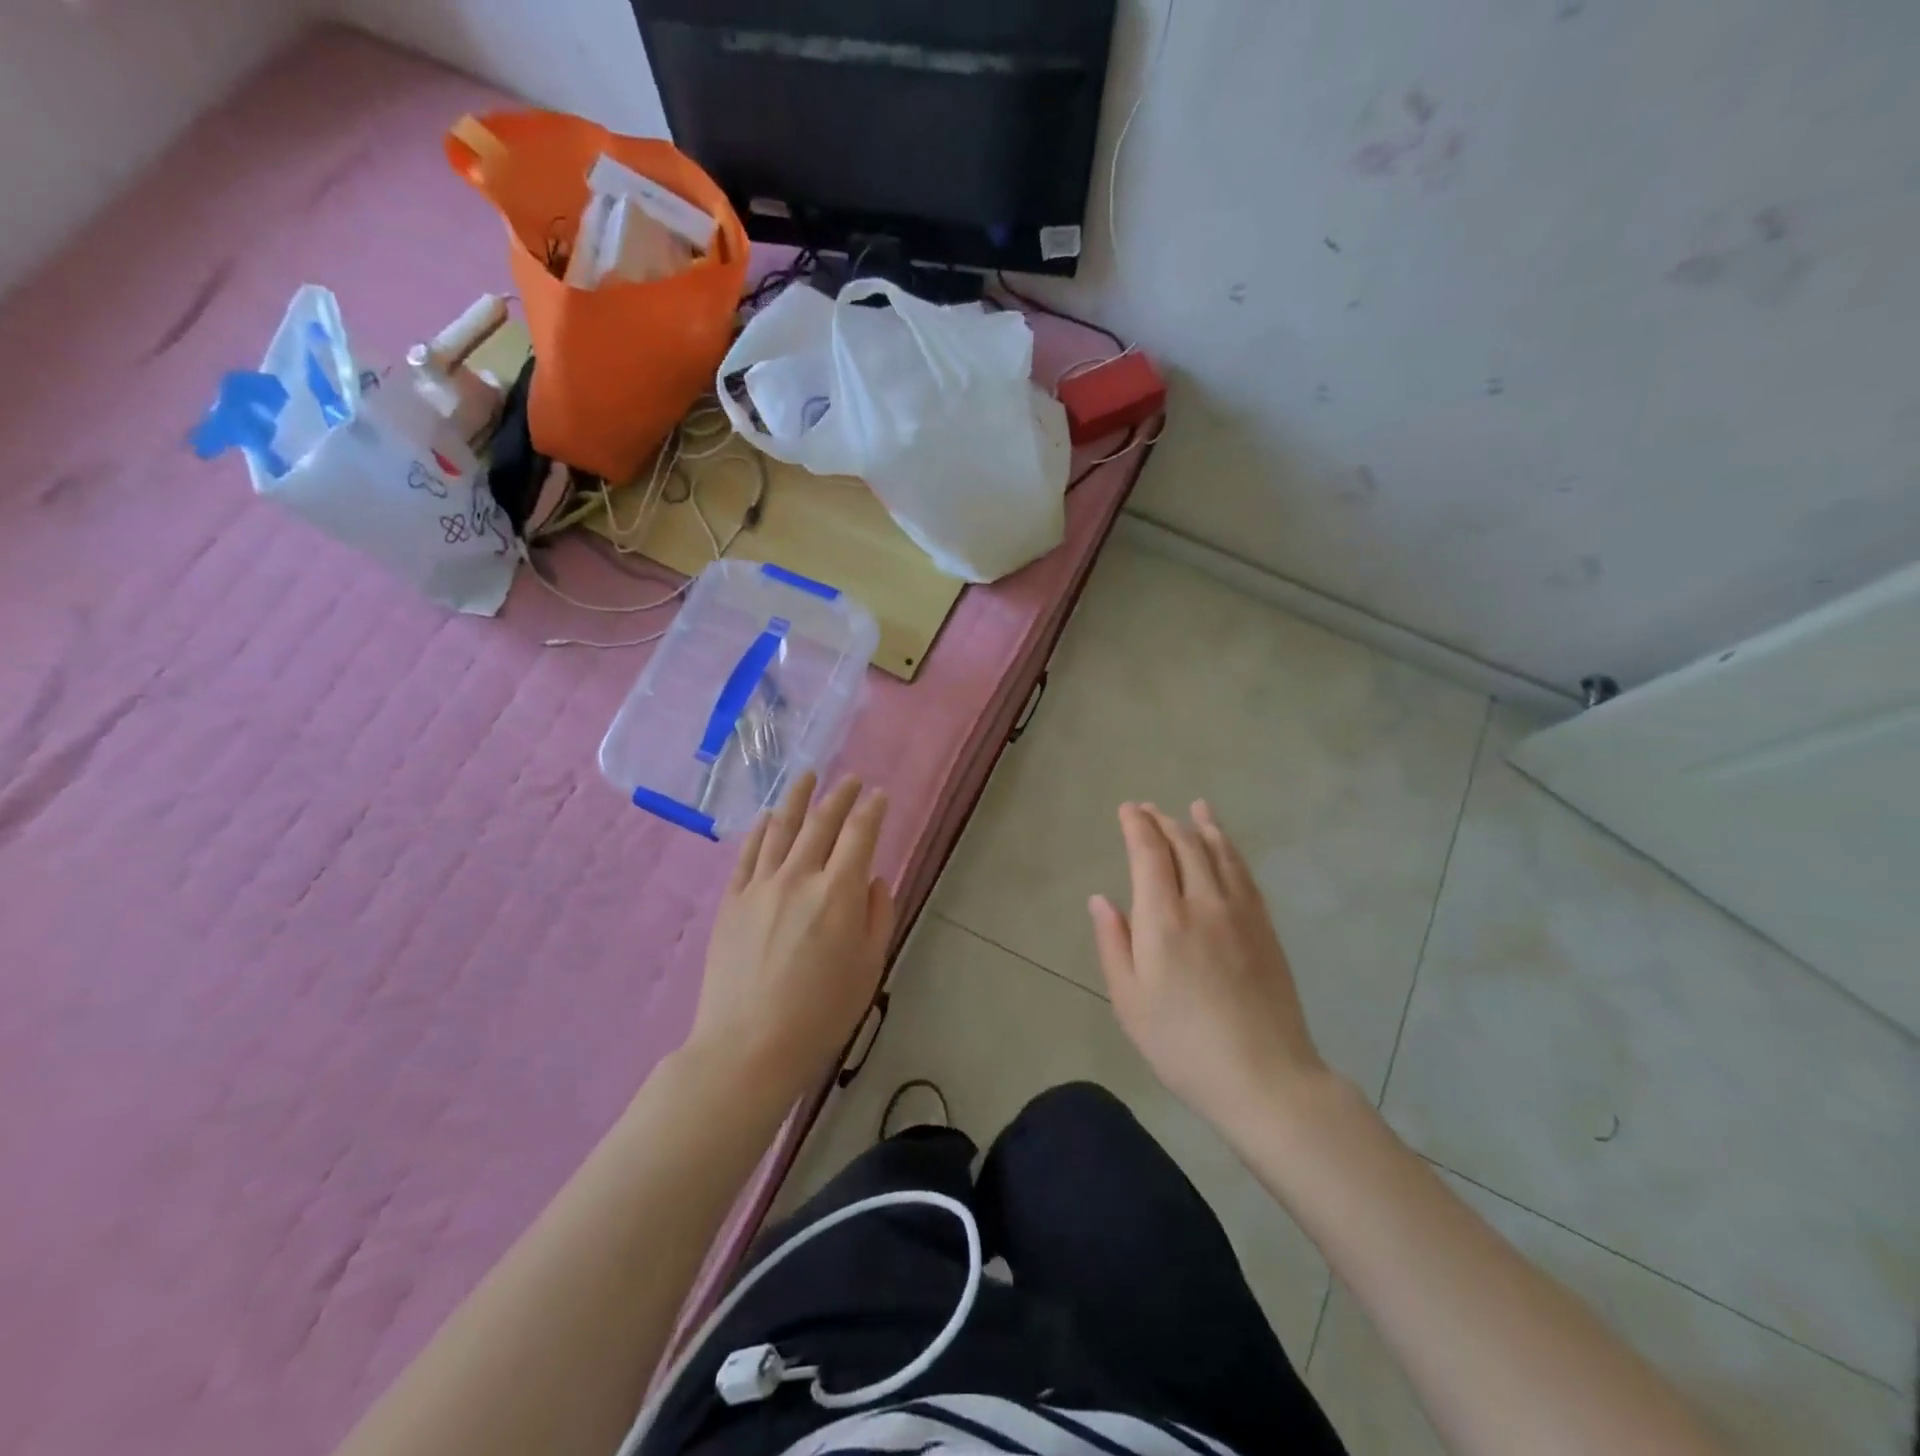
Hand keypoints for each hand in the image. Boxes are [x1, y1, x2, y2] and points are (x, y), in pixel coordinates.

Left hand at [690, 773, 894, 1103]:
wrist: (748, 1046)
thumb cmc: (820, 1013)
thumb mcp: (868, 967)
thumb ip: (877, 915)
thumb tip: (874, 879)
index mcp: (839, 892)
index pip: (859, 834)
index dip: (872, 809)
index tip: (879, 795)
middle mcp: (799, 876)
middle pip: (821, 822)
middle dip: (840, 796)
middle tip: (850, 780)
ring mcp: (760, 885)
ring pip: (781, 828)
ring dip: (798, 798)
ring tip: (808, 777)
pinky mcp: (732, 900)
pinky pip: (748, 852)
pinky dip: (762, 829)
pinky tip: (769, 817)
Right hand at [1089, 801, 1327, 1131]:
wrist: (1264, 1077)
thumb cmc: (1182, 1045)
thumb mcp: (1129, 1001)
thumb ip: (1113, 943)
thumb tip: (1100, 899)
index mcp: (1163, 920)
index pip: (1149, 854)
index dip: (1137, 826)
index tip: (1127, 809)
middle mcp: (1203, 903)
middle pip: (1185, 845)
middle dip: (1164, 821)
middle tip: (1149, 809)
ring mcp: (1240, 913)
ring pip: (1219, 853)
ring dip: (1202, 826)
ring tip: (1193, 808)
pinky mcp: (1265, 928)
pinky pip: (1244, 874)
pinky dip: (1230, 849)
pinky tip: (1225, 845)